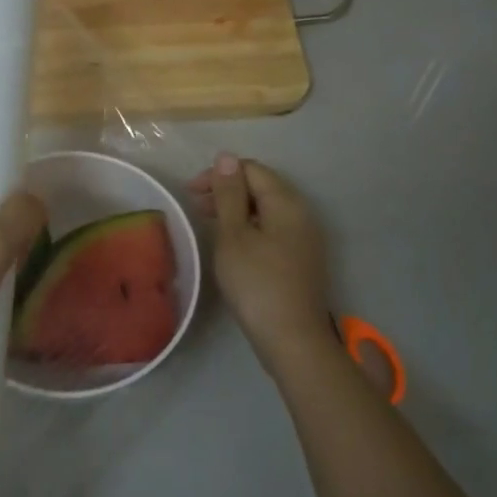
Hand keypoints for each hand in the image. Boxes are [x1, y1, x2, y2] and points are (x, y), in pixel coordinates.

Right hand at [187, 153, 332, 375]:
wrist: (292, 339)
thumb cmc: (257, 283)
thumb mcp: (234, 235)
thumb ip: (229, 194)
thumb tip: (226, 157)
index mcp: (286, 202)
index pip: (251, 170)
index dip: (220, 174)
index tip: (191, 192)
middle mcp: (302, 213)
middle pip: (262, 187)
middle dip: (227, 190)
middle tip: (196, 207)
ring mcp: (305, 237)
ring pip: (267, 209)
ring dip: (237, 209)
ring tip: (209, 223)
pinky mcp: (302, 257)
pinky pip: (273, 228)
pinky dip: (250, 227)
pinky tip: (233, 244)